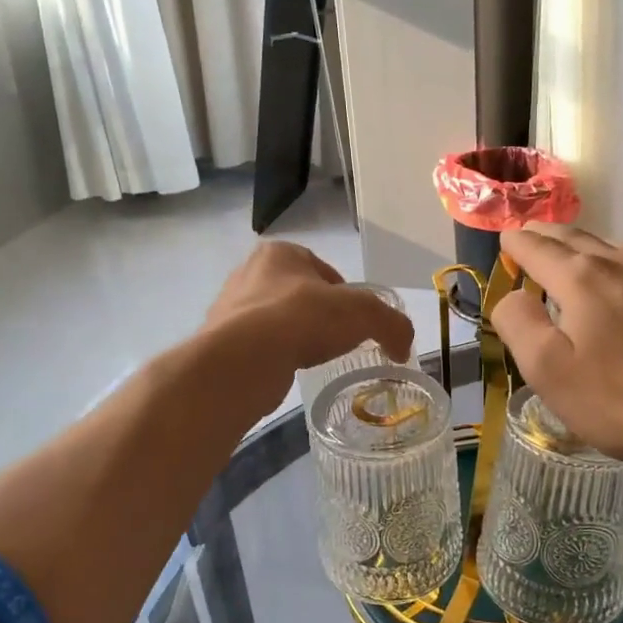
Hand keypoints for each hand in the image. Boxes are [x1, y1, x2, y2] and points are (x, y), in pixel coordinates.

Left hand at [200, 243, 414, 414]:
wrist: (243, 360)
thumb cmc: (303, 319)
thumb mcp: (364, 313)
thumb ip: (392, 324)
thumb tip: (402, 347)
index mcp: (281, 252)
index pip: (325, 272)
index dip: (346, 297)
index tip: (356, 323)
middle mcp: (250, 272)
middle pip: (300, 296)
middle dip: (319, 317)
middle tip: (337, 342)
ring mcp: (230, 307)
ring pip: (277, 321)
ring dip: (295, 337)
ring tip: (311, 358)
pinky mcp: (220, 341)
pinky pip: (259, 346)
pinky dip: (275, 357)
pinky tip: (286, 370)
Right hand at [489, 225, 622, 481]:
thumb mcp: (550, 373)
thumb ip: (519, 325)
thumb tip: (512, 295)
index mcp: (583, 279)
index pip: (538, 249)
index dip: (518, 242)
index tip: (507, 237)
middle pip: (581, 240)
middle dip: (553, 238)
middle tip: (538, 236)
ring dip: (605, 252)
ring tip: (598, 263)